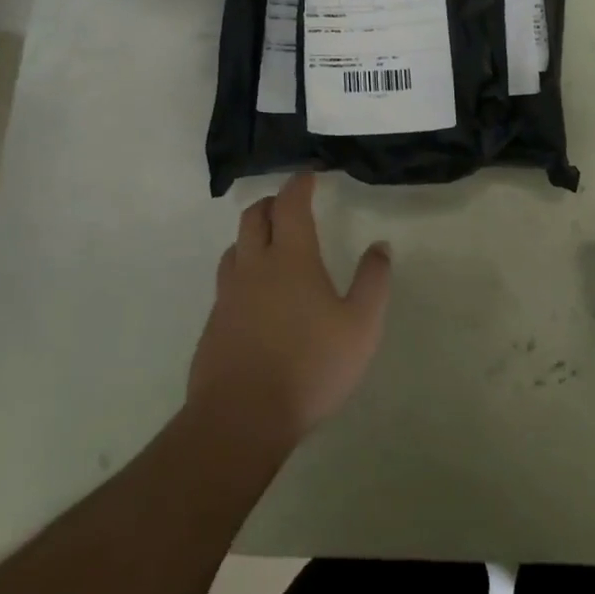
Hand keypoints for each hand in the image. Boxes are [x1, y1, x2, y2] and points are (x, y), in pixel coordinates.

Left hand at [188, 172, 391, 452]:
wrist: (241, 418)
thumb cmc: (309, 367)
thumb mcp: (361, 326)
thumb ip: (373, 282)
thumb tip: (380, 246)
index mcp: (291, 258)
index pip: (291, 204)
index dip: (299, 184)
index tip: (308, 175)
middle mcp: (254, 266)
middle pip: (254, 216)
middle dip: (272, 202)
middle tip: (289, 204)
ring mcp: (228, 295)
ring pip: (235, 247)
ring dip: (252, 234)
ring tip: (270, 243)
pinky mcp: (213, 324)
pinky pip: (227, 282)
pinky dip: (242, 270)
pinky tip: (255, 295)